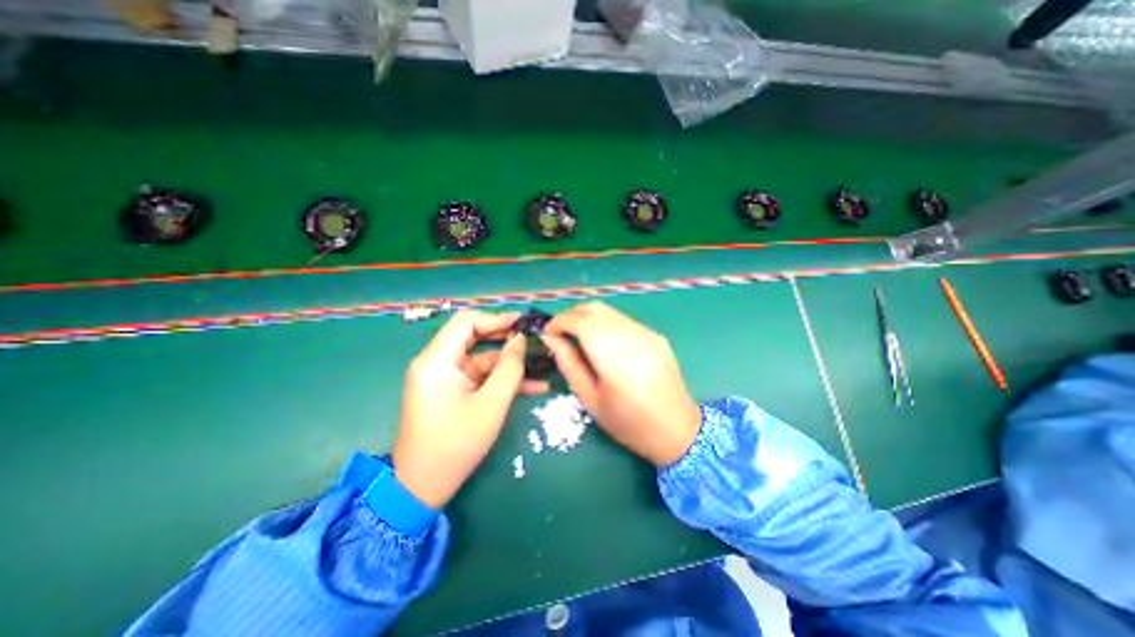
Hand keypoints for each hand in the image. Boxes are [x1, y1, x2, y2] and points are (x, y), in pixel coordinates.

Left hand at [394, 308, 547, 506]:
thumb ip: (509, 367)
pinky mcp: (450, 392)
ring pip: (481, 360)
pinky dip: (501, 381)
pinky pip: (479, 378)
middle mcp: (436, 363)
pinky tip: (533, 387)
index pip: (466, 322)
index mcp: (436, 361)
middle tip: (535, 340)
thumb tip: (520, 339)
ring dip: (510, 364)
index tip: (523, 323)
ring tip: (542, 366)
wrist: (422, 487)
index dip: (496, 318)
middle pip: (474, 338)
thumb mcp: (491, 404)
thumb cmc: (456, 444)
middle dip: (507, 339)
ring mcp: (443, 378)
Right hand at [540, 304, 701, 466]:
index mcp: (615, 357)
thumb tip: (550, 338)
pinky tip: (602, 343)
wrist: (677, 430)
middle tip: (560, 334)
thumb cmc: (628, 423)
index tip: (548, 334)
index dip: (558, 321)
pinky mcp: (655, 335)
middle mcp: (633, 336)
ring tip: (578, 338)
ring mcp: (647, 333)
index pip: (580, 321)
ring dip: (587, 318)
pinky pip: (623, 320)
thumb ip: (569, 364)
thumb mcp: (590, 399)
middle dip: (571, 315)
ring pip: (609, 311)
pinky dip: (605, 324)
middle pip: (594, 308)